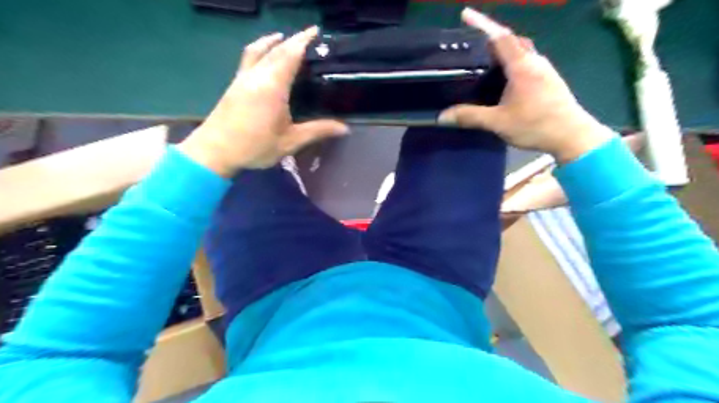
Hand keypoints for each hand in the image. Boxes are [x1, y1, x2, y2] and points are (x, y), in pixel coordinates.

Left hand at [179, 25, 350, 174]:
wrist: (214, 151)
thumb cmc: (255, 146)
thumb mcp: (290, 141)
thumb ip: (317, 131)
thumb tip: (344, 128)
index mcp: (272, 86)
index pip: (290, 54)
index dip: (303, 41)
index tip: (316, 32)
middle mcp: (257, 75)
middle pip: (276, 49)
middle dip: (293, 39)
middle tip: (309, 37)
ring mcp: (243, 77)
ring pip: (259, 50)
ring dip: (274, 41)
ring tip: (286, 39)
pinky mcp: (235, 84)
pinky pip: (249, 57)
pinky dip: (261, 49)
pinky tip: (265, 56)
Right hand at [441, 9, 613, 161]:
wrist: (572, 135)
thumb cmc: (535, 125)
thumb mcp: (498, 122)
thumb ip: (470, 117)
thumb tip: (442, 117)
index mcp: (522, 66)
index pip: (499, 37)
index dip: (482, 23)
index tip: (465, 14)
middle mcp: (535, 61)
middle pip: (512, 40)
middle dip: (492, 37)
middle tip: (473, 45)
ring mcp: (545, 70)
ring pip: (521, 51)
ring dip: (503, 51)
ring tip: (485, 62)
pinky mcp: (549, 80)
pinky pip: (527, 62)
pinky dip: (512, 62)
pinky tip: (504, 79)